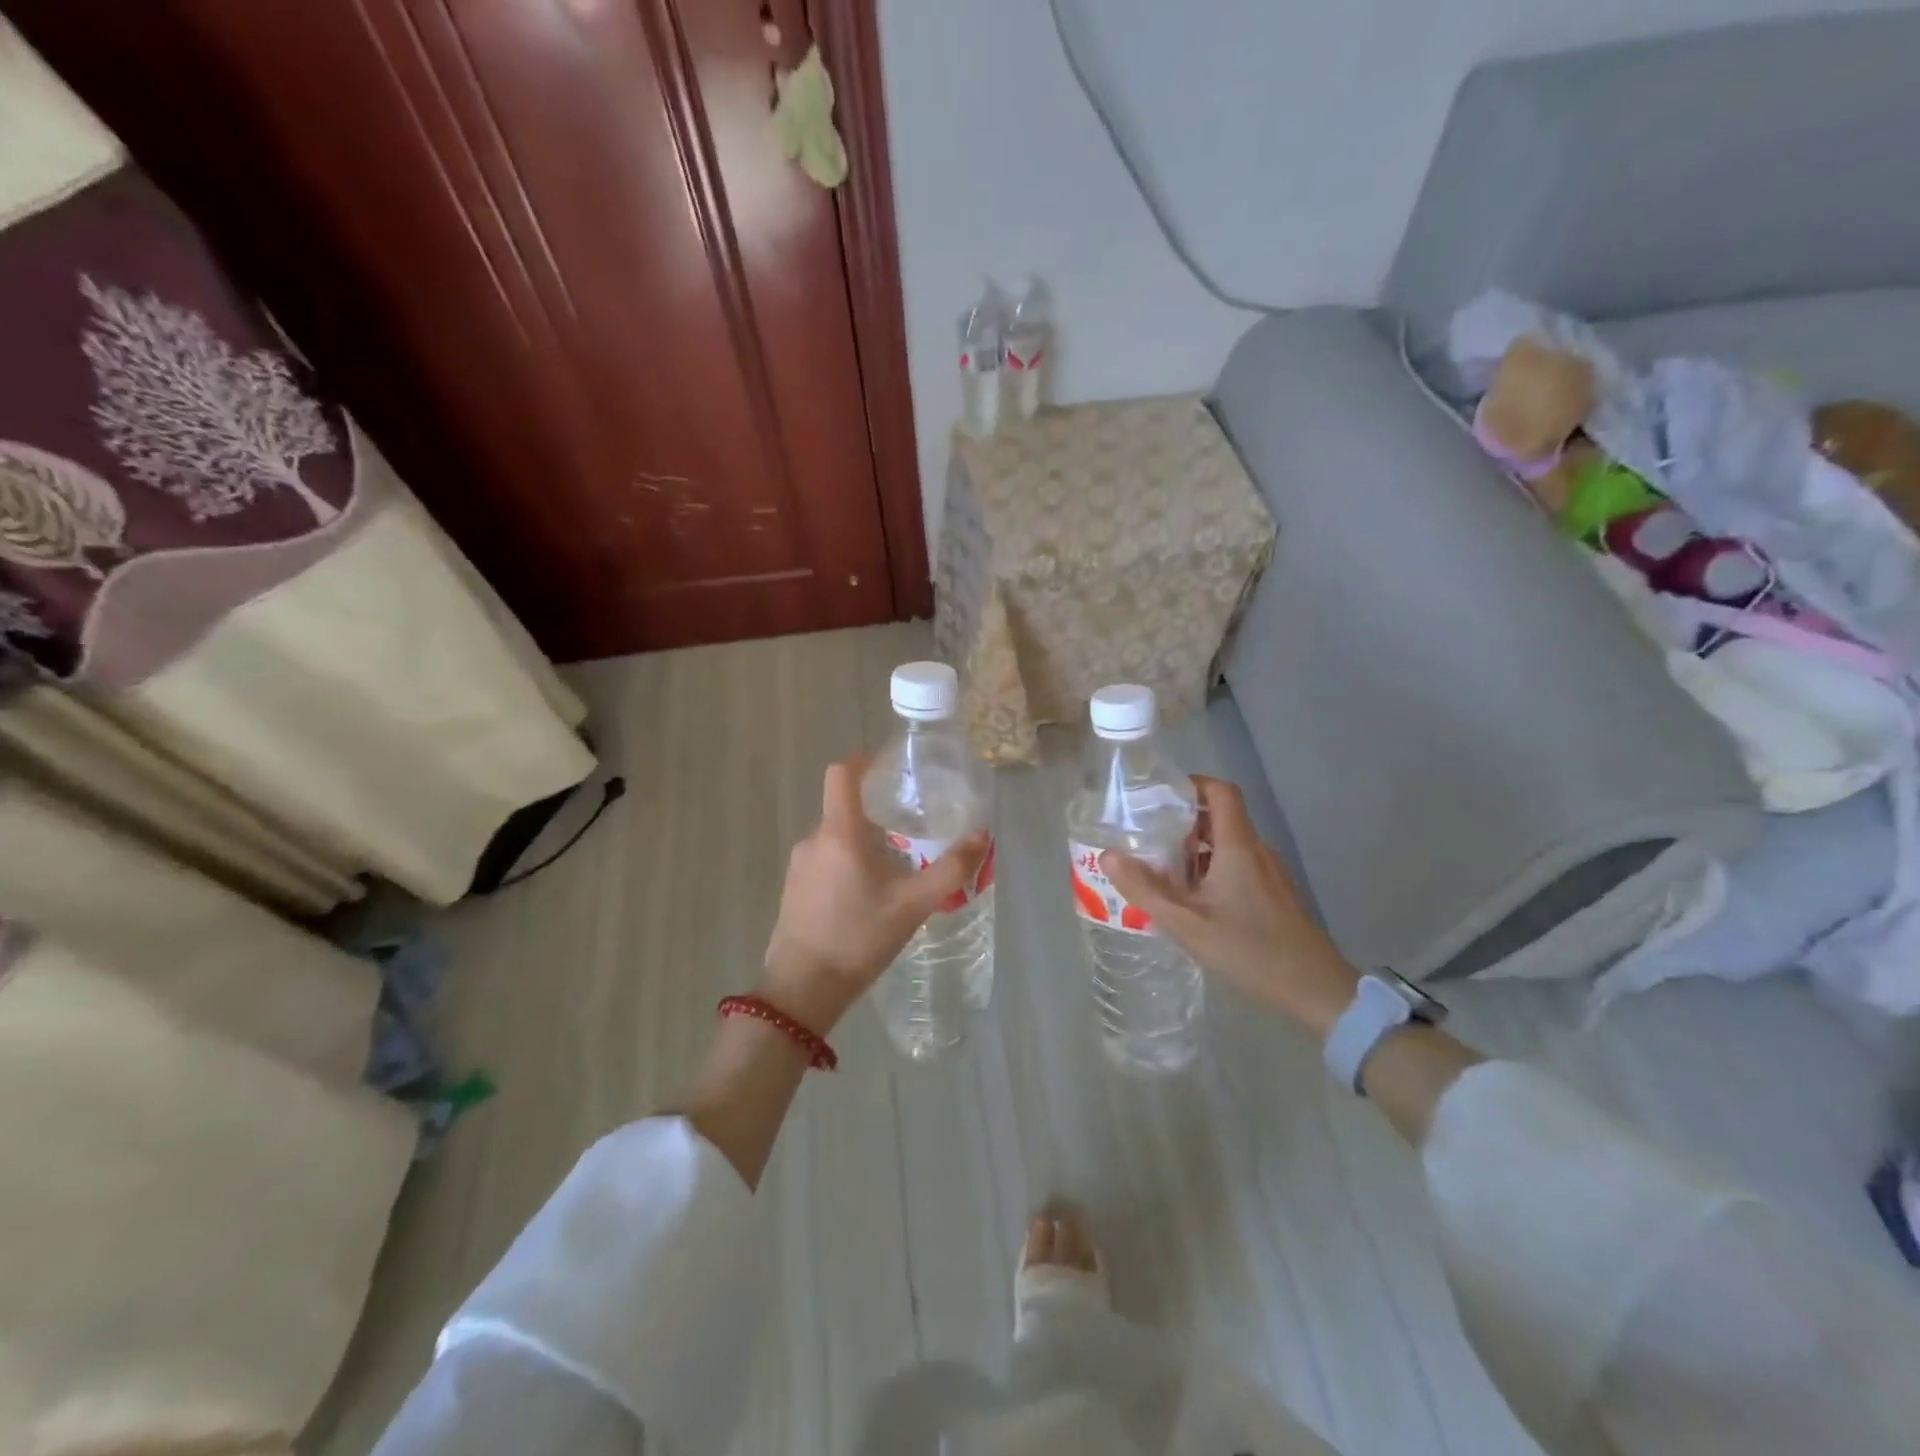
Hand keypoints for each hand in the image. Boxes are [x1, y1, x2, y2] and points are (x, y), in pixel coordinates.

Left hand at [761, 757, 987, 1035]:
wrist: (803, 989)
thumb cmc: (858, 938)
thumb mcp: (913, 905)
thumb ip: (950, 869)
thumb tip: (982, 836)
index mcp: (839, 833)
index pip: (842, 773)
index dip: (864, 762)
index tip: (890, 769)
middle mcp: (813, 840)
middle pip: (844, 809)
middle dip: (877, 815)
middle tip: (911, 831)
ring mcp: (799, 866)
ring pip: (836, 839)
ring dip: (864, 844)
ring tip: (895, 870)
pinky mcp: (794, 889)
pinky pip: (825, 862)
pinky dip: (848, 866)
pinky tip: (868, 898)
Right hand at [1102, 776, 1358, 1040]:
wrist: (1317, 991)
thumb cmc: (1250, 952)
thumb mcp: (1187, 924)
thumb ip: (1145, 889)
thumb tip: (1108, 855)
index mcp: (1238, 846)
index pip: (1220, 791)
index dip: (1191, 784)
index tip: (1158, 796)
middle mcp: (1257, 850)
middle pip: (1220, 816)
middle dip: (1182, 821)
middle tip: (1146, 837)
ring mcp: (1270, 873)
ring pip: (1228, 844)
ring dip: (1194, 849)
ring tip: (1161, 870)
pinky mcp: (1275, 894)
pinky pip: (1238, 865)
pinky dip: (1211, 868)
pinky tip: (1192, 900)